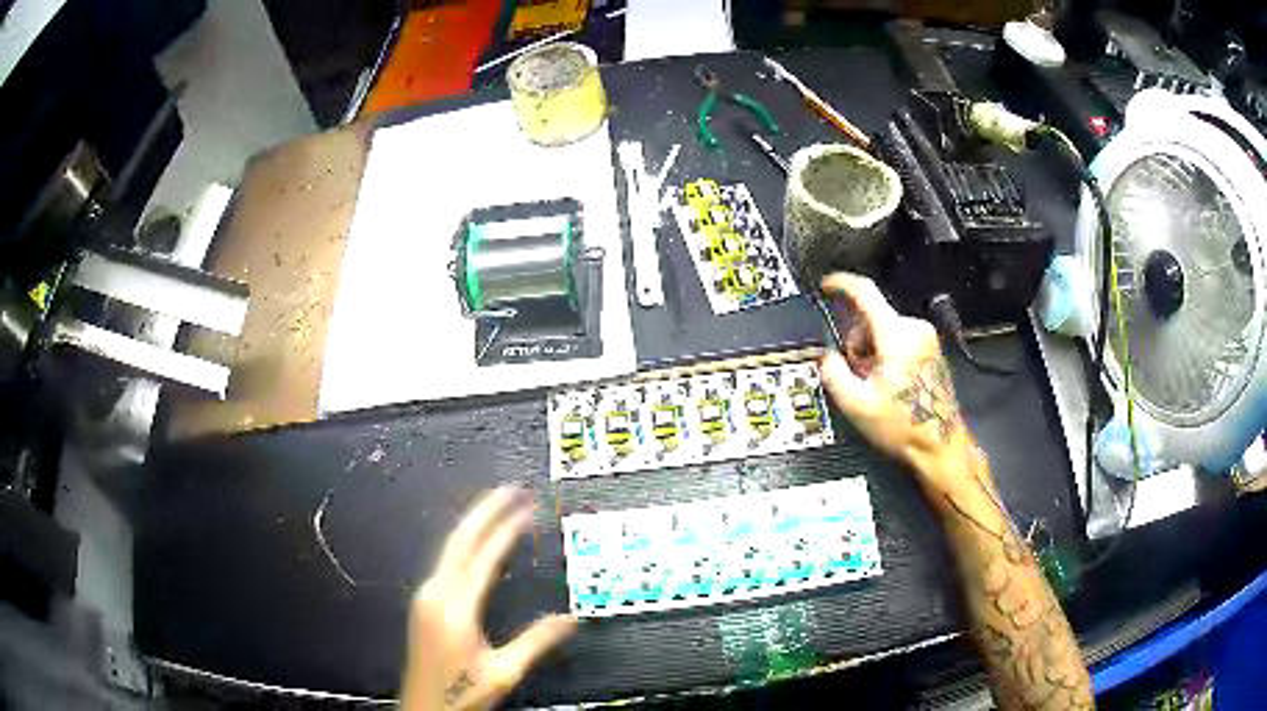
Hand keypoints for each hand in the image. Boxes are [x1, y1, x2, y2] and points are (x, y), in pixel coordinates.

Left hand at [401, 486, 576, 710]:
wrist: (424, 707)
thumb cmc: (460, 692)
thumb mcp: (504, 671)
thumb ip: (536, 642)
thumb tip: (569, 619)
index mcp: (455, 607)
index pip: (483, 557)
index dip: (506, 530)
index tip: (526, 509)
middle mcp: (435, 593)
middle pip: (459, 540)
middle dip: (484, 511)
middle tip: (509, 490)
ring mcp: (425, 597)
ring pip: (449, 548)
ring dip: (473, 525)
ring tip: (496, 508)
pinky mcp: (424, 603)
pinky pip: (445, 562)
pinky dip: (463, 545)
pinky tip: (474, 544)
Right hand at [818, 273, 967, 477]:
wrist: (940, 445)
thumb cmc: (903, 425)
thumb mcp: (856, 404)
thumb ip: (833, 372)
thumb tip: (828, 357)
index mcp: (896, 335)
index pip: (865, 293)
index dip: (841, 284)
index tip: (826, 286)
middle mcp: (915, 329)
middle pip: (872, 318)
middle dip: (856, 341)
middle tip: (857, 374)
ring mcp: (926, 339)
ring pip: (884, 330)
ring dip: (871, 351)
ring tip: (875, 385)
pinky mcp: (931, 350)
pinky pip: (899, 340)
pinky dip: (886, 355)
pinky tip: (889, 384)